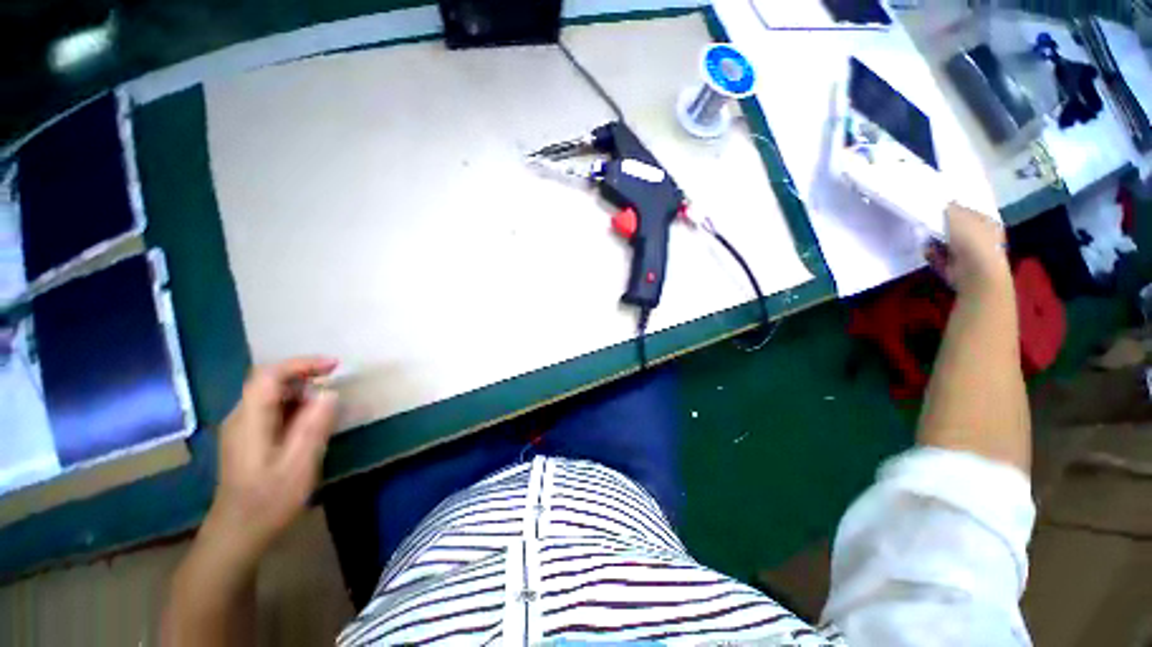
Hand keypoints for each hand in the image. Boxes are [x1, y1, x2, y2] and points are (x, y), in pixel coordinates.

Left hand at [206, 357, 338, 562]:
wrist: (237, 534)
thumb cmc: (268, 501)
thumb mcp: (299, 464)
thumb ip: (314, 425)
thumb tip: (330, 393)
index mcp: (250, 420)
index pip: (269, 375)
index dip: (302, 363)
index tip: (334, 366)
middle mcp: (241, 417)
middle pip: (270, 381)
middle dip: (305, 375)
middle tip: (336, 383)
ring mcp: (242, 428)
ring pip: (272, 395)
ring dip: (302, 391)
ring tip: (329, 403)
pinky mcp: (248, 439)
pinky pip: (273, 410)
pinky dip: (296, 406)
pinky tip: (311, 421)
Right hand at [928, 203, 1010, 295]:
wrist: (975, 272)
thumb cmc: (972, 240)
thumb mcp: (959, 217)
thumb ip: (951, 208)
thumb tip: (946, 202)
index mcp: (987, 222)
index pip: (970, 211)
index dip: (954, 208)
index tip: (937, 206)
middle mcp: (980, 236)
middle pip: (957, 227)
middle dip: (942, 226)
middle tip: (927, 222)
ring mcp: (968, 253)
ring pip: (946, 242)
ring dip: (934, 241)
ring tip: (924, 237)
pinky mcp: (956, 266)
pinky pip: (940, 256)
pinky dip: (932, 254)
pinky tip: (927, 251)